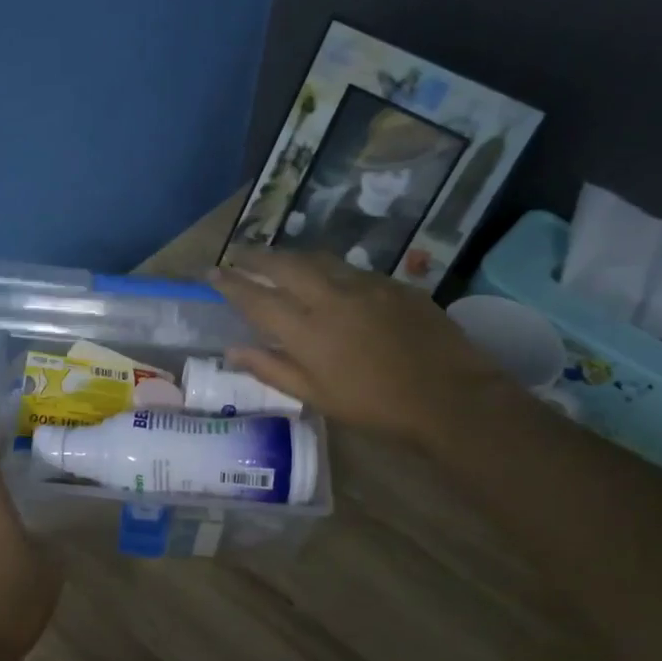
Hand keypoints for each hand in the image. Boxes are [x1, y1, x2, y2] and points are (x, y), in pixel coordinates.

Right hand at [209, 249, 525, 446]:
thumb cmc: (375, 407)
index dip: (231, 284)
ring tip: (276, 258)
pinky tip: (327, 276)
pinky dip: (327, 267)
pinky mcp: (393, 284)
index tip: (212, 272)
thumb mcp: (317, 397)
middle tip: (238, 254)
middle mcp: (330, 297)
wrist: (448, 396)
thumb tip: (233, 350)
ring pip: (318, 259)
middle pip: (284, 266)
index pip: (257, 299)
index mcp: (306, 331)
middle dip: (256, 257)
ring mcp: (365, 285)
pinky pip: (349, 268)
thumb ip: (272, 369)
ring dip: (290, 256)